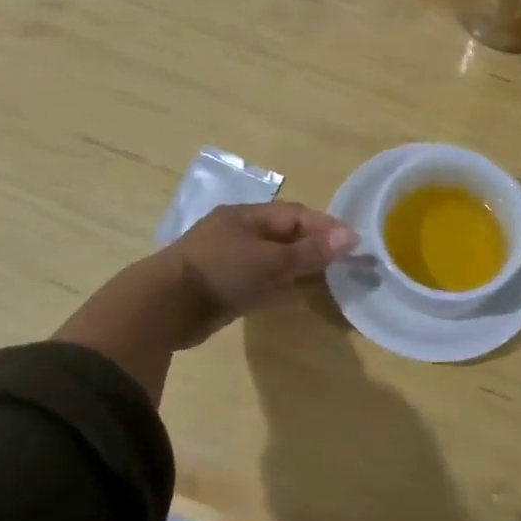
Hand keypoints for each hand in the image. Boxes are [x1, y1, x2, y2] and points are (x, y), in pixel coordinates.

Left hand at [163, 202, 356, 345]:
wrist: (166, 306)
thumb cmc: (221, 272)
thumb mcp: (271, 261)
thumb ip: (310, 252)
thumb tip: (351, 237)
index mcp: (247, 216)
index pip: (295, 214)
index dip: (325, 226)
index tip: (353, 243)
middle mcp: (238, 233)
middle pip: (284, 236)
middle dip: (314, 247)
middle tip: (345, 263)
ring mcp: (228, 260)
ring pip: (272, 259)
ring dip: (298, 267)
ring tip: (328, 280)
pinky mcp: (222, 286)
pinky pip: (259, 280)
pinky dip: (279, 285)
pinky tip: (295, 294)